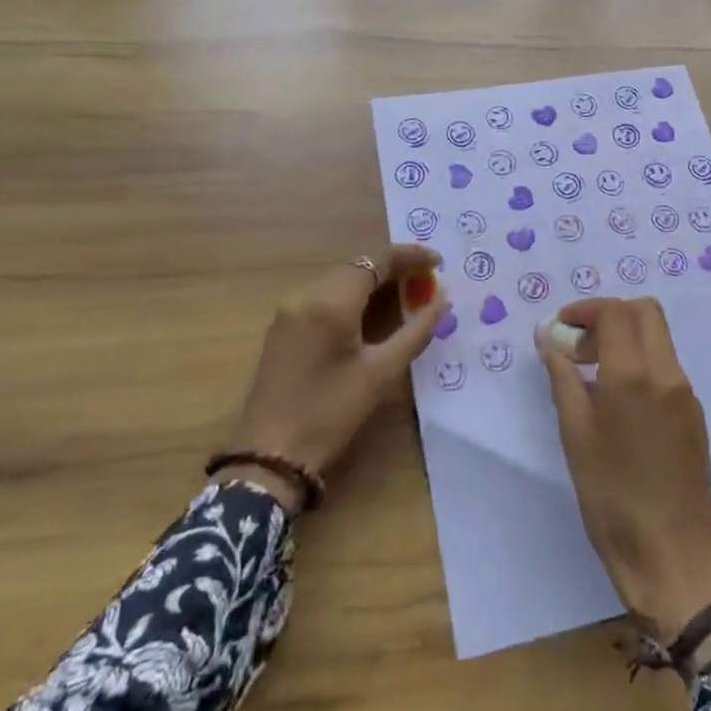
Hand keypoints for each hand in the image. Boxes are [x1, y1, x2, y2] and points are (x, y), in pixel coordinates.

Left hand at [220, 245, 444, 509]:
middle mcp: (306, 295)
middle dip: (394, 269)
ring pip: (340, 281)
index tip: (438, 262)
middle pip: (357, 267)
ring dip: (373, 282)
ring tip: (406, 296)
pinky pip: (324, 297)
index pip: (376, 260)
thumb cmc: (330, 413)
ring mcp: (289, 309)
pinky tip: (371, 314)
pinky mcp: (282, 326)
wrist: (269, 454)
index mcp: (331, 302)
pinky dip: (352, 297)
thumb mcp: (381, 373)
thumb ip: (415, 332)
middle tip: (427, 283)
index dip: (410, 256)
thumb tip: (441, 300)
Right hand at [535, 297, 710, 638]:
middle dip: (609, 315)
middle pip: (645, 312)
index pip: (615, 312)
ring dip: (625, 338)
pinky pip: (666, 368)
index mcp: (634, 375)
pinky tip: (618, 403)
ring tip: (592, 375)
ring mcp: (686, 394)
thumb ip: (563, 379)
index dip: (585, 309)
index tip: (561, 328)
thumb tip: (550, 340)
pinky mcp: (694, 415)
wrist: (673, 557)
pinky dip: (640, 363)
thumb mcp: (575, 436)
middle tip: (580, 345)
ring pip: (658, 338)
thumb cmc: (612, 498)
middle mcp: (667, 374)